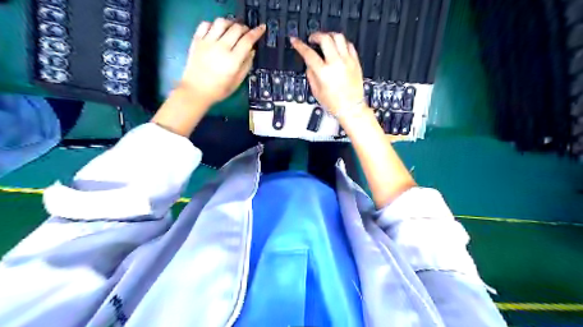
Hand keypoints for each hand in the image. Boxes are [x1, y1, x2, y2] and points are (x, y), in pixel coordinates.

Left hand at [180, 18, 265, 105]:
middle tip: (246, 33)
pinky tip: (217, 31)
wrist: (196, 91)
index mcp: (233, 60)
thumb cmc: (219, 90)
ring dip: (230, 23)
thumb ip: (246, 65)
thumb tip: (252, 51)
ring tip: (232, 29)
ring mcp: (207, 42)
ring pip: (221, 22)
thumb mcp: (237, 82)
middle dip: (244, 28)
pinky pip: (206, 24)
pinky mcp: (197, 40)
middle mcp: (221, 47)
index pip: (248, 40)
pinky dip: (214, 24)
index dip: (257, 32)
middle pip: (236, 28)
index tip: (262, 28)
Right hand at [291, 31, 362, 115]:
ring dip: (329, 35)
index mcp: (324, 73)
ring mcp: (347, 62)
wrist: (351, 108)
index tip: (295, 41)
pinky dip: (342, 43)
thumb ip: (311, 75)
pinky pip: (349, 45)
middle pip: (325, 39)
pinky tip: (338, 47)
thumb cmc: (335, 104)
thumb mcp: (316, 92)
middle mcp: (336, 64)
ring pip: (339, 37)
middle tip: (312, 39)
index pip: (308, 53)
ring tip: (325, 40)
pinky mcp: (356, 62)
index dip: (299, 45)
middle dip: (315, 35)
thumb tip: (309, 65)